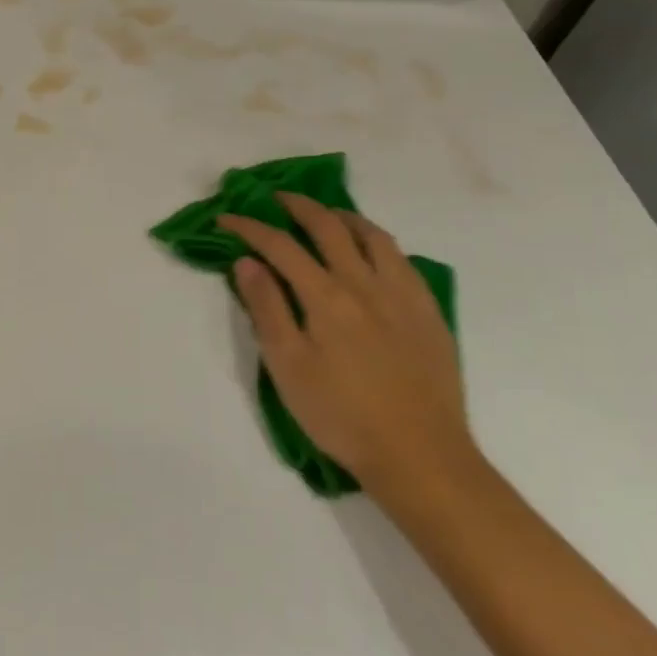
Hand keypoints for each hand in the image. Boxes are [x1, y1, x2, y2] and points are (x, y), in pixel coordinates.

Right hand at [219, 194, 474, 498]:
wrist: (420, 456)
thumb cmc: (341, 415)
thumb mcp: (287, 366)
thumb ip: (267, 309)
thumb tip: (247, 262)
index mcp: (326, 296)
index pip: (281, 246)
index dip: (250, 227)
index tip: (227, 218)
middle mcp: (365, 283)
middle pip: (329, 227)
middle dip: (298, 206)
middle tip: (276, 199)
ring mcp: (403, 295)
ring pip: (373, 236)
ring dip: (343, 217)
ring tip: (326, 215)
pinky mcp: (429, 313)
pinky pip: (403, 260)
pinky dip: (378, 242)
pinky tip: (372, 253)